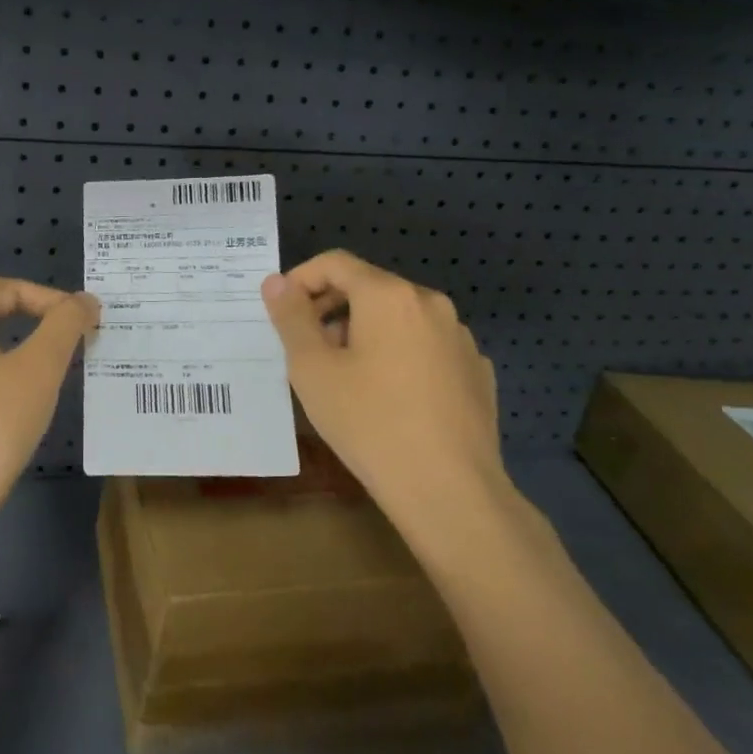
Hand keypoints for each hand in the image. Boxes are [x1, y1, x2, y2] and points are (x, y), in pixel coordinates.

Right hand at [261, 251, 504, 520]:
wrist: (449, 490)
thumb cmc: (369, 422)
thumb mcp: (313, 369)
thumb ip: (291, 317)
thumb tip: (276, 281)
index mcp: (389, 295)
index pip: (335, 263)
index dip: (300, 280)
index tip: (281, 313)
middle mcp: (430, 303)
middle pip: (369, 287)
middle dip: (331, 308)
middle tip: (307, 348)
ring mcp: (459, 337)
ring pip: (399, 318)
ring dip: (365, 332)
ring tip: (345, 376)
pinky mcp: (476, 370)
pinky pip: (426, 347)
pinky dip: (399, 355)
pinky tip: (390, 397)